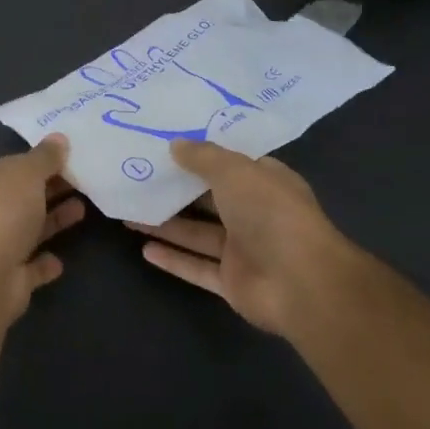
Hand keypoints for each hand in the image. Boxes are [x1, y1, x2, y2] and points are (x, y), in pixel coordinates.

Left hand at [0, 136, 85, 327]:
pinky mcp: (3, 280)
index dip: (34, 162)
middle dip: (47, 190)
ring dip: (51, 221)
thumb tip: (59, 138)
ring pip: (24, 231)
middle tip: (81, 181)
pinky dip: (43, 263)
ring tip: (82, 209)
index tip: (65, 159)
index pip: (5, 167)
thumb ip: (44, 157)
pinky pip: (28, 267)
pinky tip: (60, 260)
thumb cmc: (0, 212)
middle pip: (16, 198)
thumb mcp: (26, 173)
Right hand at [126, 139, 362, 338]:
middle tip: (137, 178)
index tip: (167, 146)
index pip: (231, 166)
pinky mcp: (232, 282)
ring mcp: (243, 251)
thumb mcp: (235, 171)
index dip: (201, 156)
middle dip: (176, 191)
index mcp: (265, 183)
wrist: (300, 283)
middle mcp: (255, 215)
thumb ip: (203, 157)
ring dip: (166, 225)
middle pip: (209, 200)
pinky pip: (197, 267)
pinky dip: (172, 259)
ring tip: (129, 213)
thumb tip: (175, 145)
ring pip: (198, 234)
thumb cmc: (272, 214)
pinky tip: (143, 249)